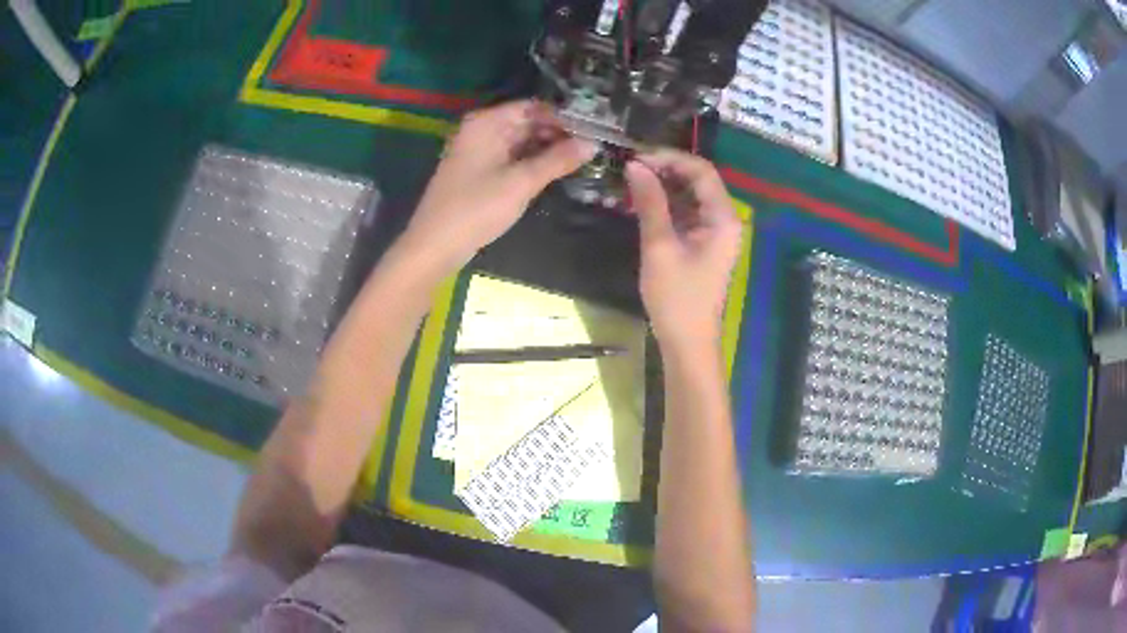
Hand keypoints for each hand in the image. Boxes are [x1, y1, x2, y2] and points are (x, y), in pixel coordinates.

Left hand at [399, 100, 595, 272]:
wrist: (435, 245)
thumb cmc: (477, 208)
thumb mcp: (521, 183)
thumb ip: (558, 160)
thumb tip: (593, 143)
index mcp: (486, 123)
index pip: (533, 107)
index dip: (563, 116)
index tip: (593, 129)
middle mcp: (481, 130)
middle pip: (527, 122)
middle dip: (558, 133)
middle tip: (593, 146)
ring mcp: (479, 150)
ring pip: (521, 141)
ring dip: (548, 149)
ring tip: (582, 158)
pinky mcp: (479, 171)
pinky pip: (511, 157)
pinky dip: (532, 162)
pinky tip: (556, 170)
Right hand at [625, 150, 742, 353]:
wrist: (687, 342)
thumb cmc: (676, 298)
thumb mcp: (659, 246)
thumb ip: (650, 202)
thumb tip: (635, 165)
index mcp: (722, 218)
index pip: (702, 171)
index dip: (670, 158)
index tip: (638, 157)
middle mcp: (724, 220)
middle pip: (698, 180)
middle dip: (666, 170)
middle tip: (631, 169)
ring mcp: (715, 232)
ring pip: (691, 195)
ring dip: (664, 186)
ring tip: (632, 183)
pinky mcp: (704, 243)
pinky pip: (687, 213)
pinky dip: (666, 205)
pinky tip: (643, 204)